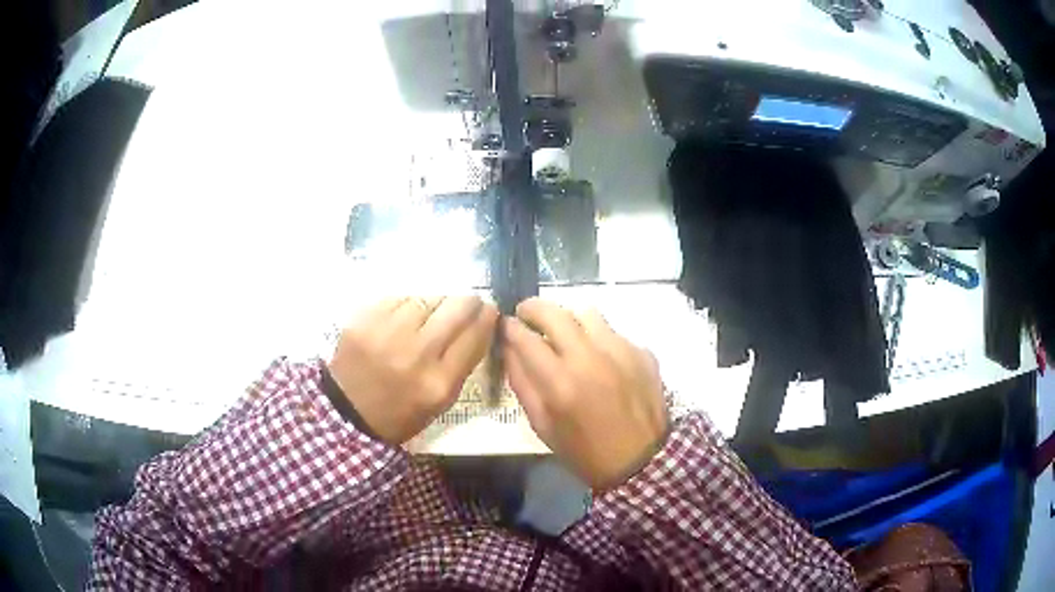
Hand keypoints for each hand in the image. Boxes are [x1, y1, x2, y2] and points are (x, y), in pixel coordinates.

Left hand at [328, 296, 498, 444]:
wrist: (348, 411)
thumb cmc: (401, 412)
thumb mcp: (441, 401)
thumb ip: (463, 363)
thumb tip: (482, 322)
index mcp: (439, 382)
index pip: (475, 335)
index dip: (487, 317)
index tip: (489, 310)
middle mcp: (416, 354)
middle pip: (456, 308)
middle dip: (467, 302)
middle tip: (466, 303)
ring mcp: (387, 333)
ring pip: (427, 299)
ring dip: (434, 305)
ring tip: (428, 317)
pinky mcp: (365, 320)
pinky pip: (399, 298)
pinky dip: (406, 306)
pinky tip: (401, 320)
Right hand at [503, 298, 668, 489]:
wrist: (642, 461)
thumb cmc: (585, 451)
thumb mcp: (543, 426)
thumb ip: (523, 384)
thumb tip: (510, 350)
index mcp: (560, 382)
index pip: (525, 338)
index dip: (509, 327)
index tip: (505, 324)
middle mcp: (590, 358)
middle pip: (554, 313)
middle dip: (533, 308)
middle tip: (526, 314)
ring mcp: (621, 351)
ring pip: (587, 313)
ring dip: (569, 320)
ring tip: (567, 335)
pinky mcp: (642, 352)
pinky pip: (613, 333)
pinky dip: (599, 340)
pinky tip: (601, 361)